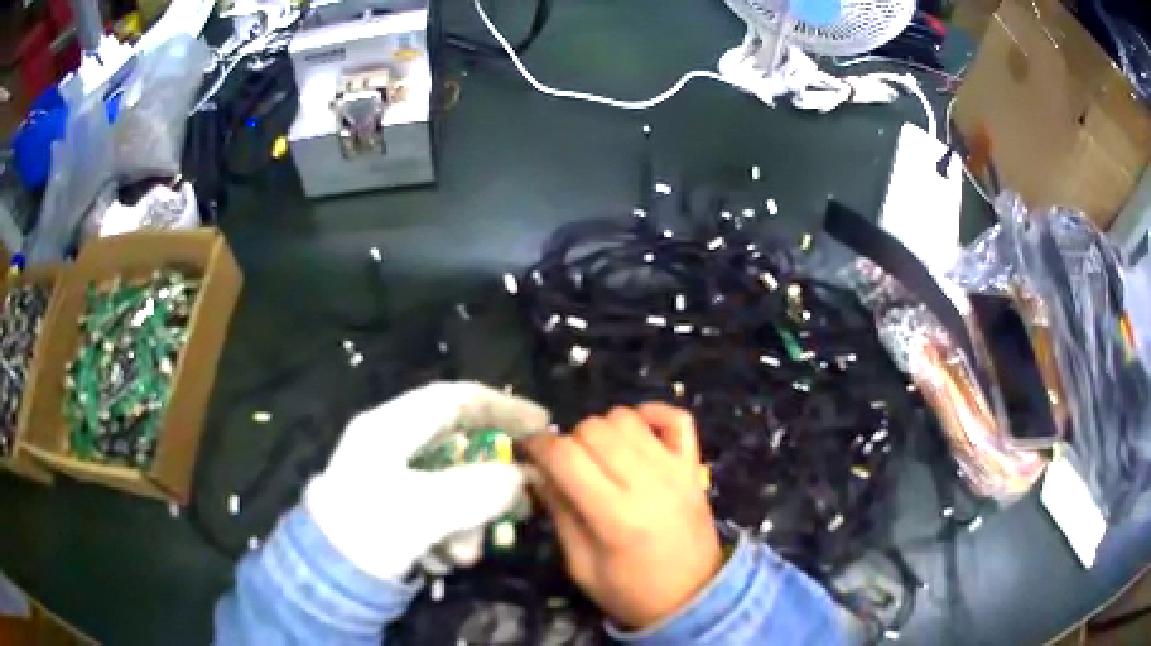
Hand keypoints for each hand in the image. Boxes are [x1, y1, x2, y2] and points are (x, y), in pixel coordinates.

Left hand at [305, 381, 549, 580]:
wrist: (327, 579)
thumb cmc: (369, 531)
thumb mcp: (424, 510)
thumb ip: (478, 489)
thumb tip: (521, 478)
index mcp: (390, 427)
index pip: (456, 399)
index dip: (502, 406)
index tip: (542, 425)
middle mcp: (392, 445)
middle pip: (460, 447)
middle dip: (488, 483)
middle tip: (519, 505)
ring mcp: (392, 478)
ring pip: (453, 485)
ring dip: (468, 521)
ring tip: (460, 555)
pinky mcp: (396, 508)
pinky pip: (440, 511)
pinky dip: (450, 534)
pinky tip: (440, 559)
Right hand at [522, 404, 722, 628]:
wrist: (695, 597)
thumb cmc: (632, 591)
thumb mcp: (582, 567)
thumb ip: (561, 514)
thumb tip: (539, 471)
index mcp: (615, 517)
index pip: (566, 456)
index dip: (539, 445)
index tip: (529, 451)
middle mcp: (647, 483)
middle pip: (594, 429)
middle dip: (569, 440)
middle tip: (567, 466)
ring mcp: (676, 470)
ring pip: (626, 418)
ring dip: (603, 429)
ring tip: (600, 456)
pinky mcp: (693, 466)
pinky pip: (676, 417)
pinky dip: (652, 415)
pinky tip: (637, 434)